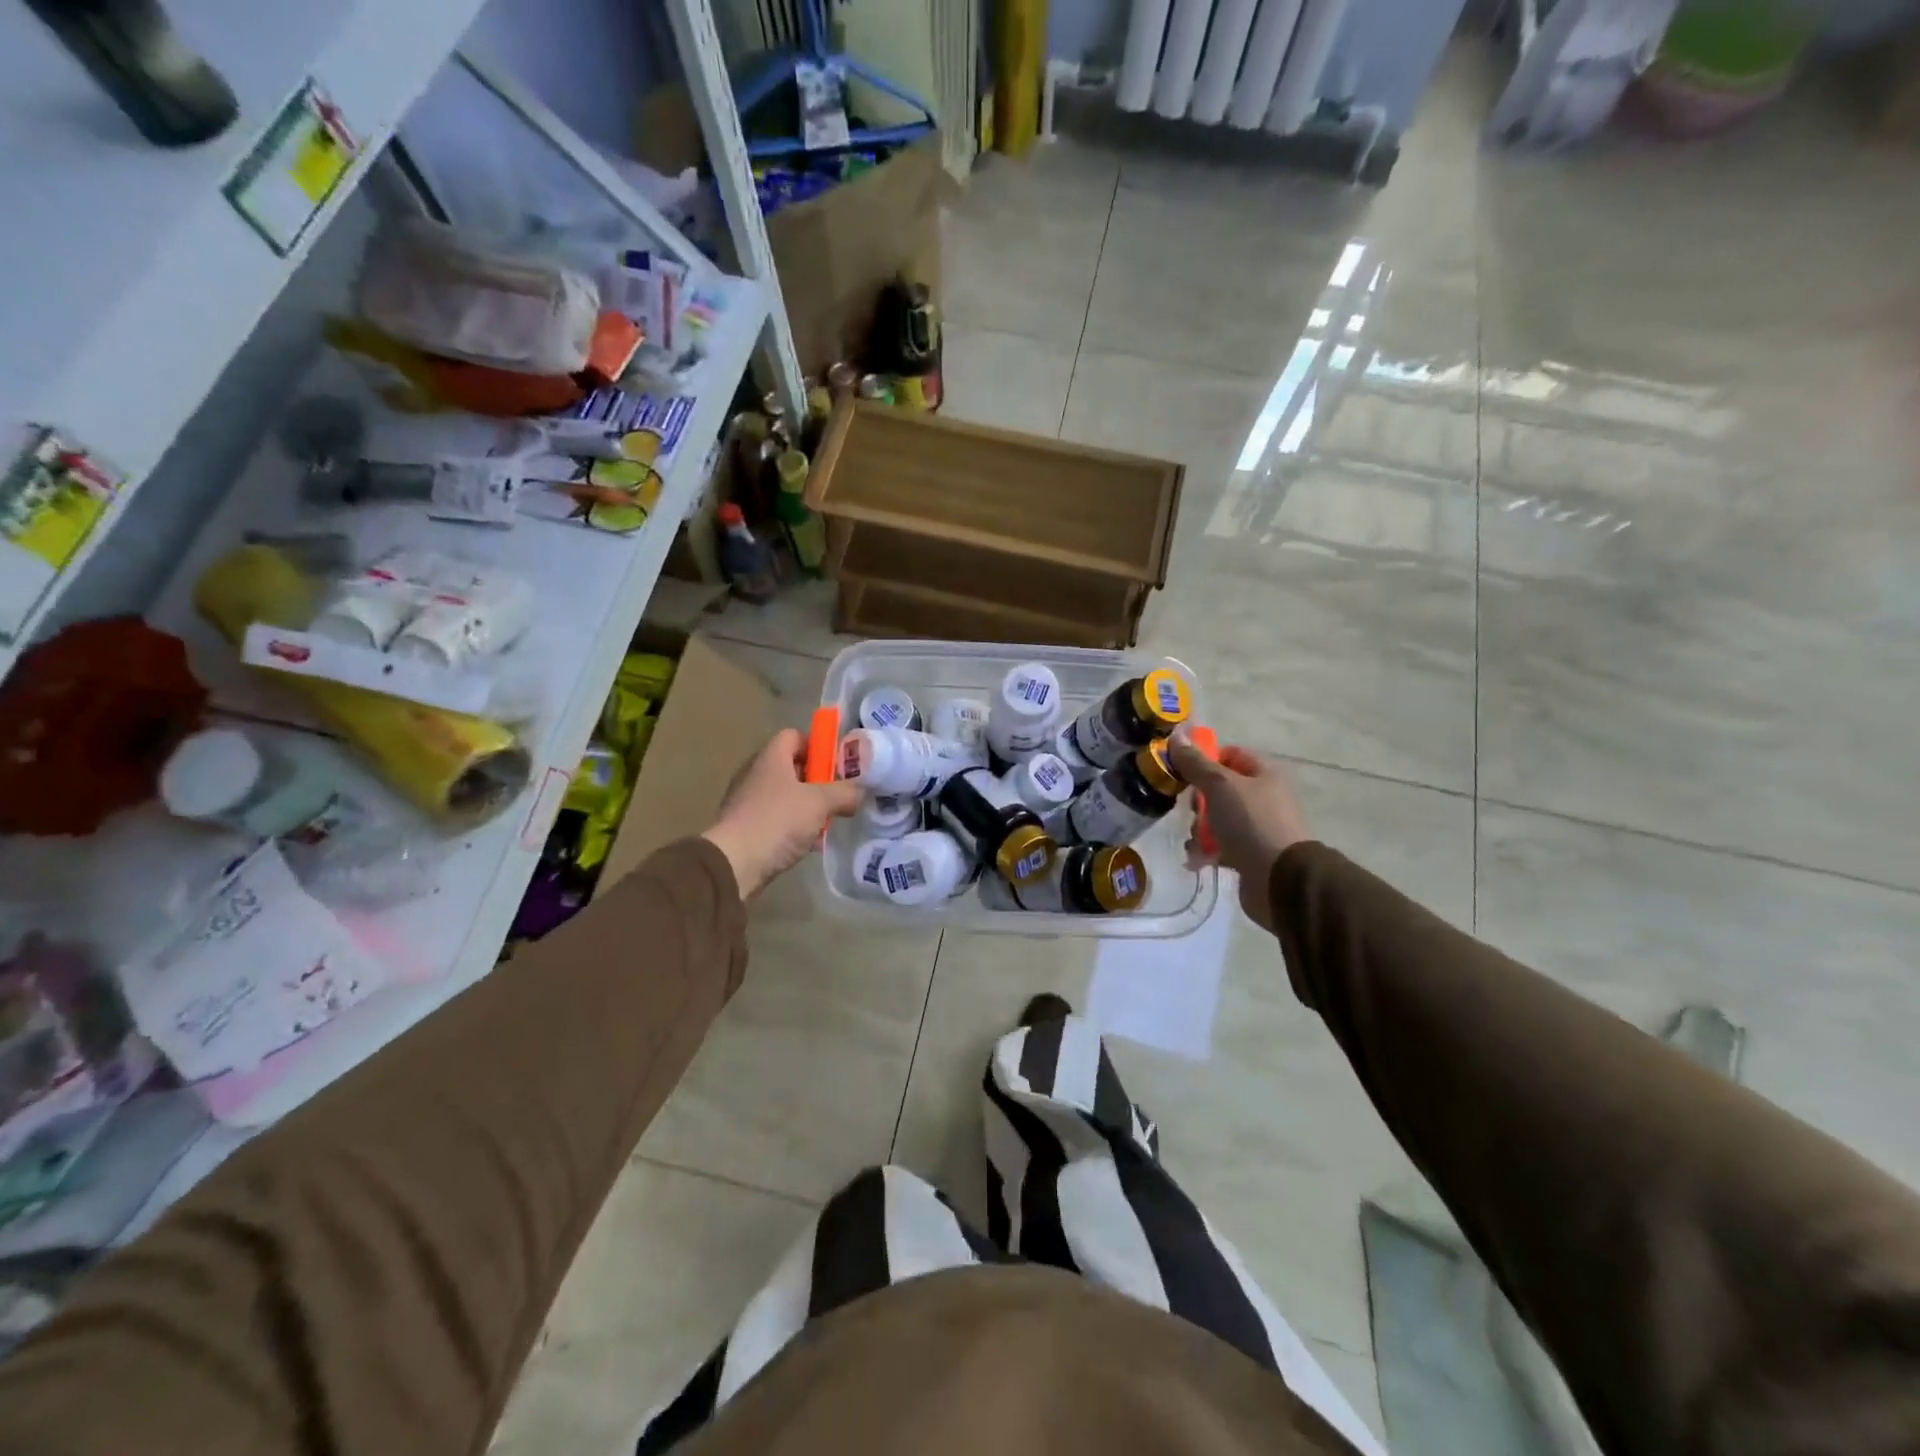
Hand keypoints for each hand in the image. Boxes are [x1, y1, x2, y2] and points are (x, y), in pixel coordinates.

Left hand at [702, 729, 862, 898]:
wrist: (734, 863)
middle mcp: (756, 774)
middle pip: (792, 767)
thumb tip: (859, 792)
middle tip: (839, 795)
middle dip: (818, 780)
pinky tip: (809, 843)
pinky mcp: (746, 827)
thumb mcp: (820, 803)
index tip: (837, 764)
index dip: (818, 745)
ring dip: (808, 807)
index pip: (794, 736)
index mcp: (771, 758)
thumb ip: (845, 793)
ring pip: (786, 796)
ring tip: (828, 822)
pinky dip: (794, 827)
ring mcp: (748, 802)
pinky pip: (777, 819)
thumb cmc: (777, 821)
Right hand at [1166, 729, 1309, 932]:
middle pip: (1220, 788)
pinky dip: (1207, 851)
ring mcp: (1259, 827)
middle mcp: (1265, 797)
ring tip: (1195, 842)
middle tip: (1192, 811)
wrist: (1280, 879)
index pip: (1229, 754)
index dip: (1205, 760)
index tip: (1184, 774)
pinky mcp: (1251, 854)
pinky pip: (1221, 845)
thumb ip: (1195, 763)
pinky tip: (1197, 860)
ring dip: (1200, 829)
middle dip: (1198, 801)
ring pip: (1217, 818)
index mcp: (1265, 773)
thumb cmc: (1251, 822)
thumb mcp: (1220, 786)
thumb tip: (1176, 734)